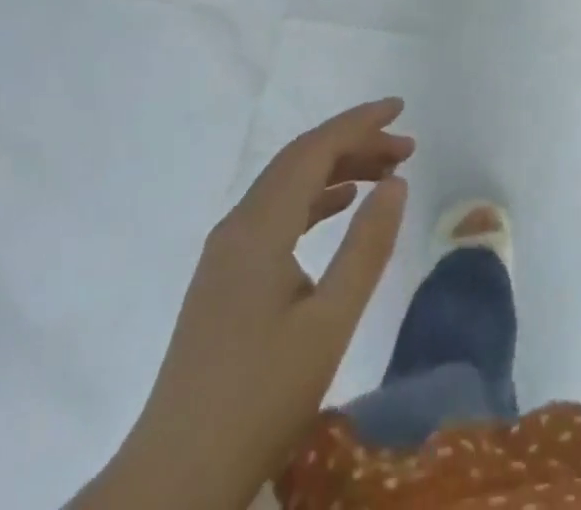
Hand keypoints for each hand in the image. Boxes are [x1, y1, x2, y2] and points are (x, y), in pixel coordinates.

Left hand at [76, 99, 414, 509]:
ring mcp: (226, 252)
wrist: (175, 479)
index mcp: (259, 226)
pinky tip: (339, 207)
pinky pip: (276, 214)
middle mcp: (238, 225)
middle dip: (354, 143)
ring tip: (385, 173)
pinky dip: (314, 199)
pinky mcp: (224, 278)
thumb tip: (396, 183)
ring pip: (287, 186)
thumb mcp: (329, 323)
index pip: (314, 149)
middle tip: (406, 147)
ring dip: (336, 170)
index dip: (359, 123)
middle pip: (300, 160)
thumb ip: (366, 247)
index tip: (400, 108)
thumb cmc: (259, 398)